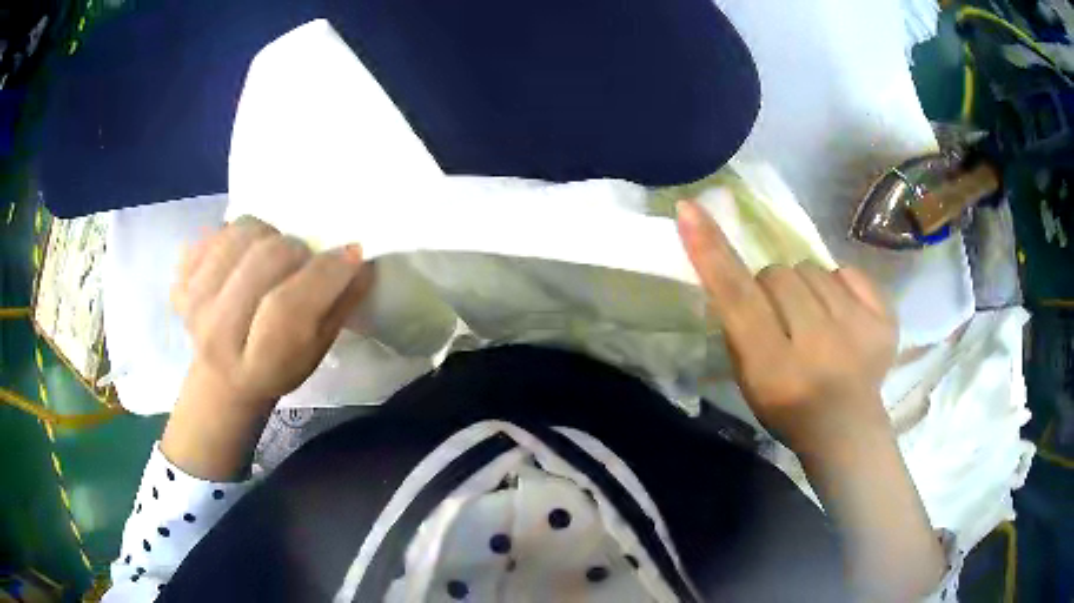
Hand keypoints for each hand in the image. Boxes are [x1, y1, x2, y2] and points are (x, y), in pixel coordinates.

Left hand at [171, 216, 372, 412]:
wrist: (222, 378)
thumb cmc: (277, 368)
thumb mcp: (316, 352)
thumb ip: (338, 306)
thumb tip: (358, 258)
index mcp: (257, 362)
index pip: (289, 306)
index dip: (325, 272)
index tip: (352, 253)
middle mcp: (217, 332)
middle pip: (264, 259)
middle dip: (296, 250)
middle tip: (304, 261)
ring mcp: (193, 303)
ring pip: (240, 233)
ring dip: (267, 235)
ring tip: (271, 256)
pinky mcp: (181, 280)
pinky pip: (213, 233)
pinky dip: (234, 235)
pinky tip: (241, 258)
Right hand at [676, 198, 896, 454]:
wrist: (848, 430)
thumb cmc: (788, 410)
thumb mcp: (748, 380)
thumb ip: (738, 327)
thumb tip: (729, 267)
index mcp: (776, 369)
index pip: (739, 297)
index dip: (712, 252)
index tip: (690, 209)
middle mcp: (819, 345)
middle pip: (778, 273)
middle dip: (772, 288)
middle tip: (783, 318)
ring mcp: (858, 329)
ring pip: (812, 268)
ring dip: (805, 288)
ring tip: (816, 320)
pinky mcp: (885, 319)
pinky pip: (846, 272)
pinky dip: (838, 287)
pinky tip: (843, 317)